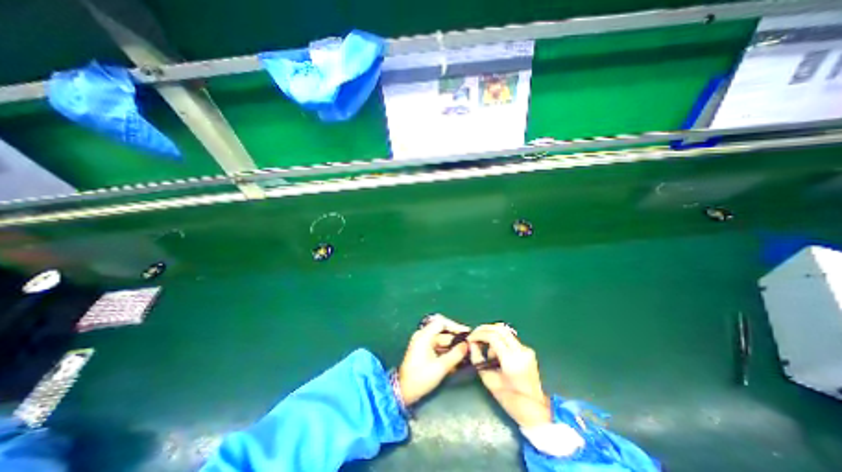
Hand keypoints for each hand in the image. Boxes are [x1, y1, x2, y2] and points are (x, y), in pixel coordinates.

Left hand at [399, 313, 470, 405]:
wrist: (404, 392)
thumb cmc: (421, 378)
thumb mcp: (440, 367)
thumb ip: (455, 355)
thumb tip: (467, 345)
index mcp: (424, 336)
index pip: (441, 322)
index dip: (455, 326)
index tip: (466, 332)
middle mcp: (423, 336)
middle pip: (442, 332)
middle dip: (456, 338)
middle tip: (469, 344)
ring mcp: (423, 343)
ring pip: (442, 340)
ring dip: (453, 346)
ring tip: (466, 353)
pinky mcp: (424, 351)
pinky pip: (438, 347)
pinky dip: (447, 352)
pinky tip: (457, 359)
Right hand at [468, 325, 552, 426]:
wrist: (534, 410)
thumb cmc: (509, 399)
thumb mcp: (488, 379)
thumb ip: (478, 358)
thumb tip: (471, 343)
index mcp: (511, 360)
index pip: (492, 336)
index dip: (479, 334)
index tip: (470, 339)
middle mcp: (521, 351)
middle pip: (500, 329)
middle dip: (484, 329)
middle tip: (474, 335)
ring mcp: (526, 349)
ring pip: (505, 332)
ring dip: (491, 334)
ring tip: (485, 348)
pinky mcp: (528, 351)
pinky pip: (510, 339)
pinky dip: (499, 341)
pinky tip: (495, 353)